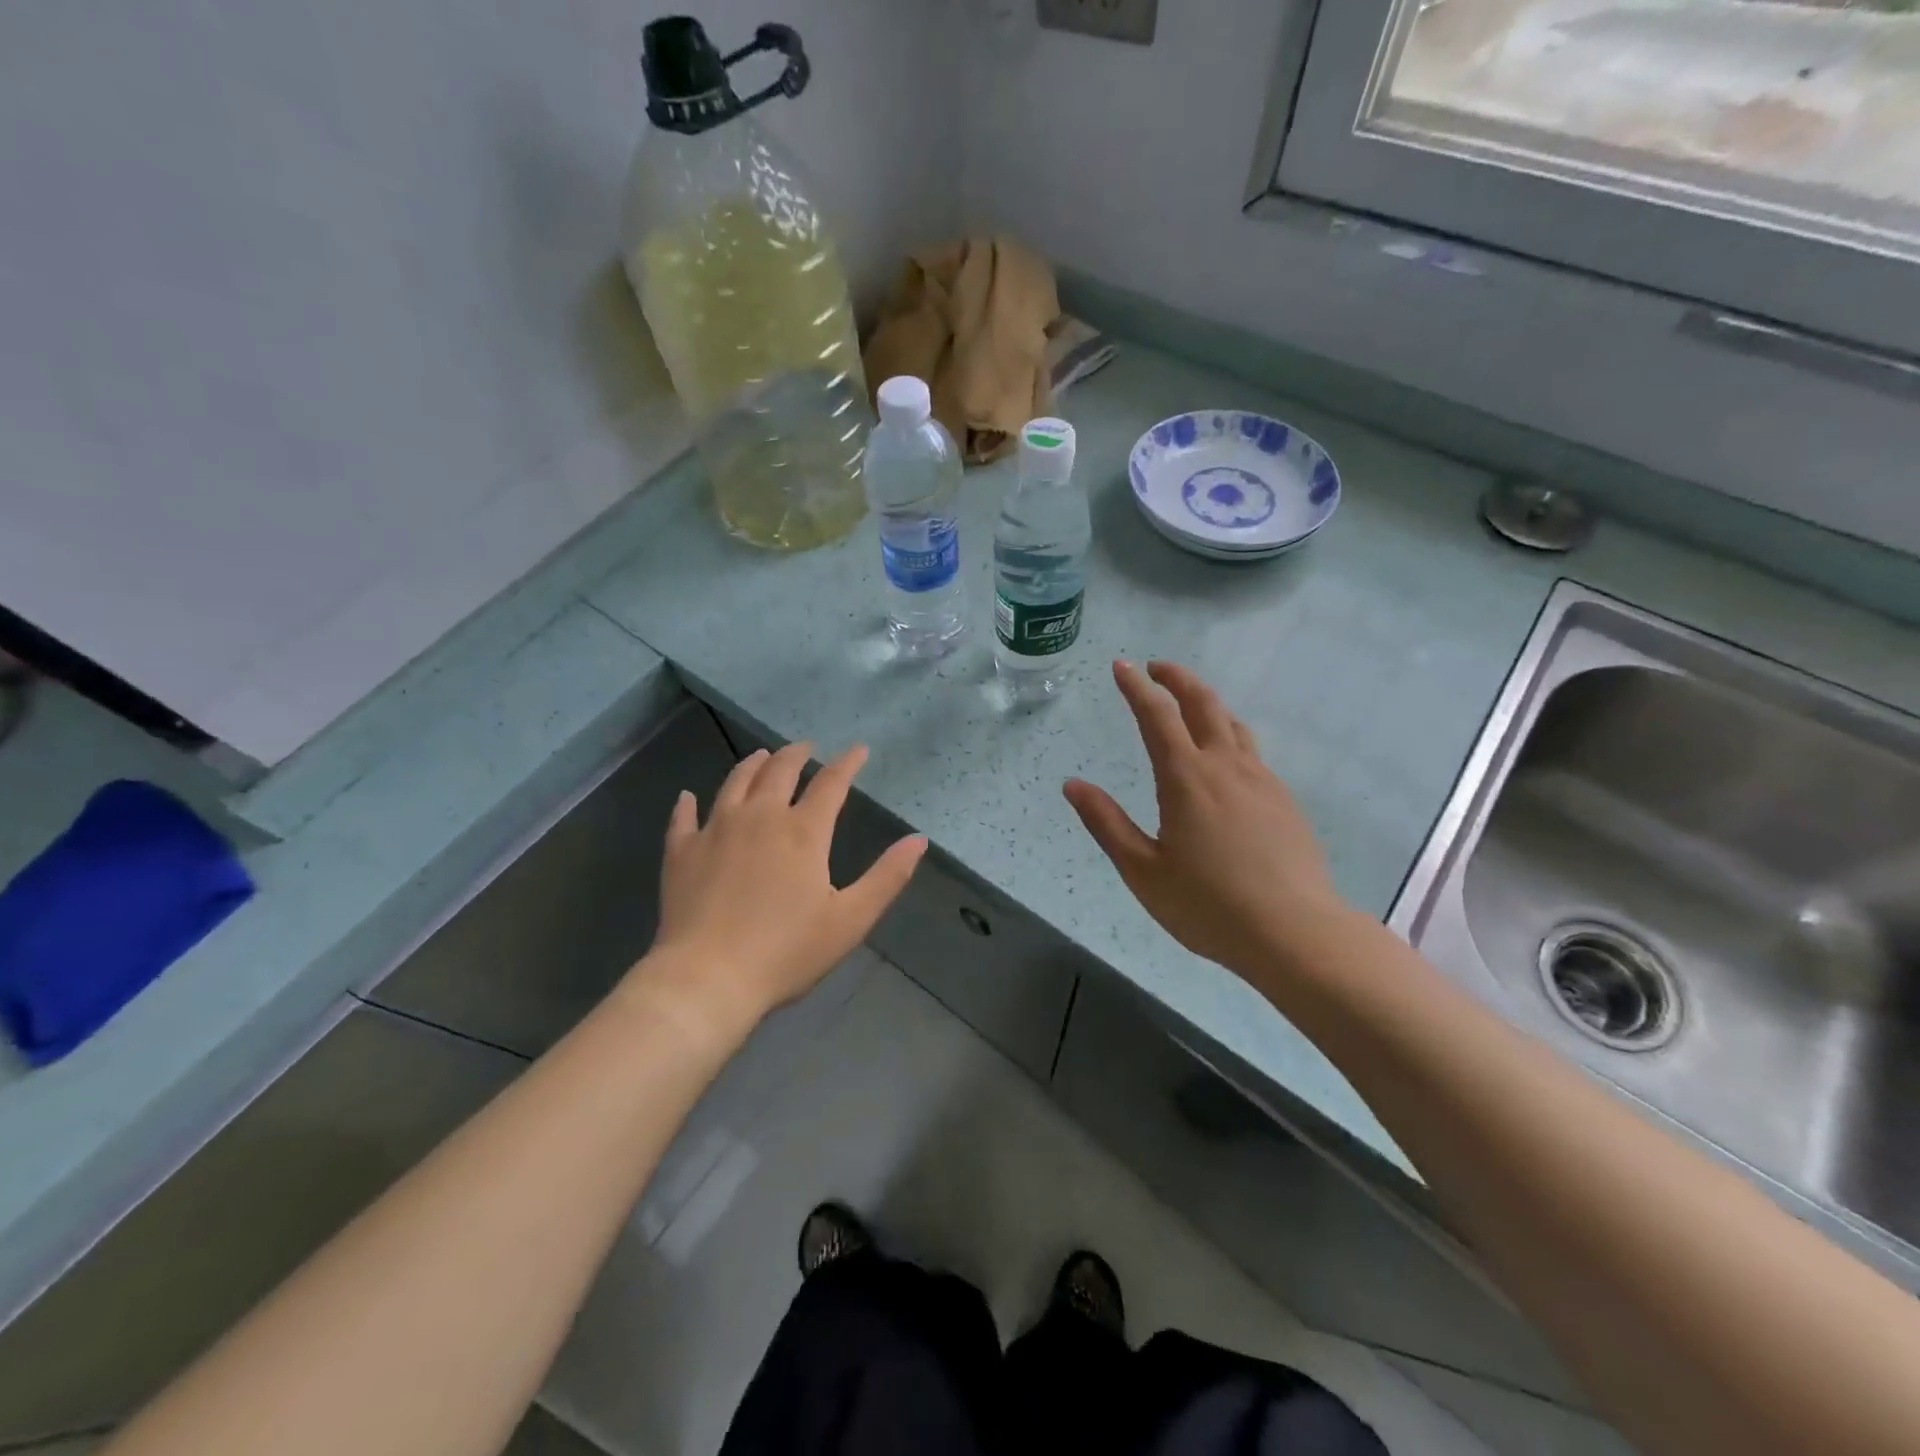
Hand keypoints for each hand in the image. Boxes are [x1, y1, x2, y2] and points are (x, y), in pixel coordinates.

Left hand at [640, 742, 926, 1034]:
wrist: (707, 979)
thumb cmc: (787, 952)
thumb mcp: (850, 919)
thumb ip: (887, 876)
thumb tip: (919, 839)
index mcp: (803, 832)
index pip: (831, 784)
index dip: (847, 763)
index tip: (858, 749)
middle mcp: (760, 818)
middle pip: (779, 771)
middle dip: (796, 754)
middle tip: (806, 747)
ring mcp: (716, 830)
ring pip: (735, 783)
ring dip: (752, 765)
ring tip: (761, 756)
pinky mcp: (682, 852)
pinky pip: (684, 817)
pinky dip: (688, 803)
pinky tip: (688, 797)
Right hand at [1064, 661, 1346, 981]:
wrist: (1294, 933)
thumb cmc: (1208, 905)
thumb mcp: (1142, 870)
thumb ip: (1106, 823)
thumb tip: (1072, 785)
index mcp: (1186, 778)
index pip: (1156, 715)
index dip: (1136, 687)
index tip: (1121, 665)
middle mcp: (1226, 766)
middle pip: (1203, 704)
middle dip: (1177, 678)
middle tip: (1156, 668)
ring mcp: (1261, 781)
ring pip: (1233, 724)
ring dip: (1207, 703)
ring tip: (1188, 705)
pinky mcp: (1283, 800)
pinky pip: (1252, 752)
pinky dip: (1229, 735)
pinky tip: (1224, 760)